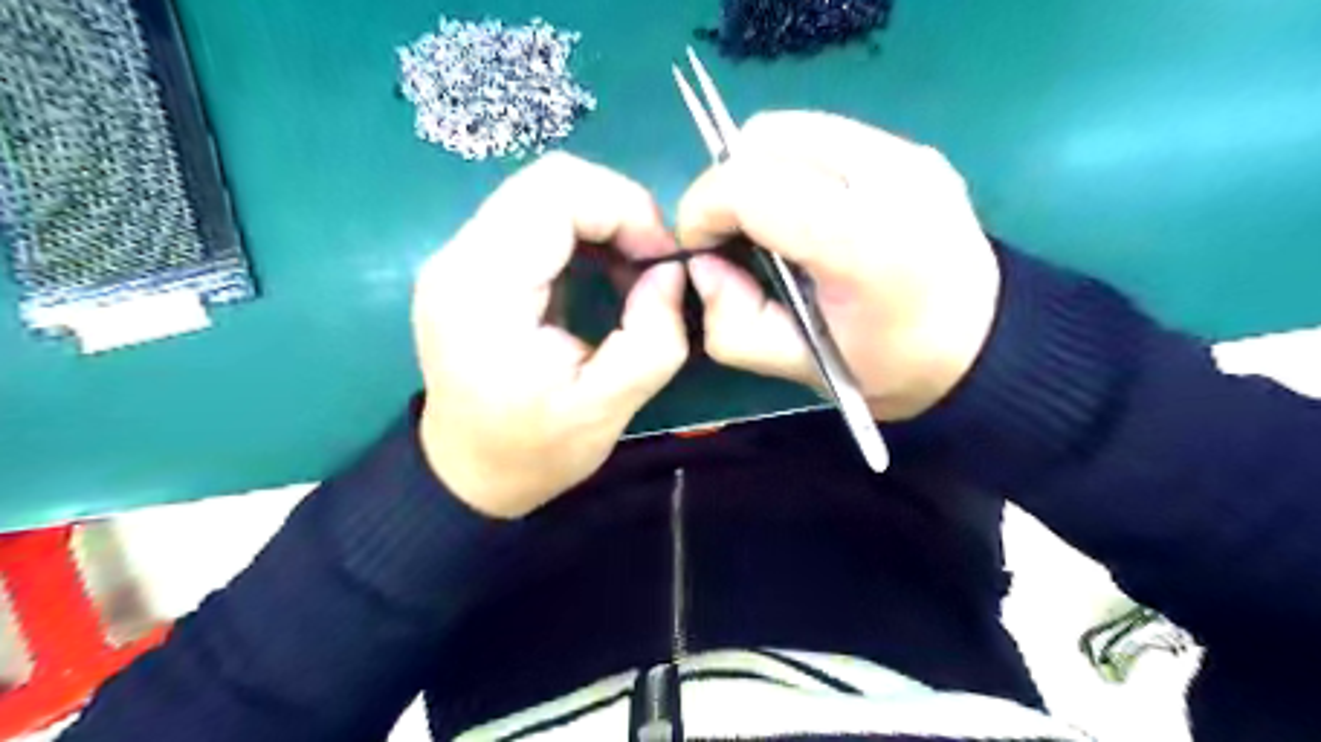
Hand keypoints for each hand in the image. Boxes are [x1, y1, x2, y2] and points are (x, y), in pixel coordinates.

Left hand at [415, 153, 691, 518]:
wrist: (466, 474)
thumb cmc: (532, 451)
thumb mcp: (606, 410)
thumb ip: (653, 339)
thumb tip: (670, 274)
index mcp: (485, 289)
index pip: (556, 191)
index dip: (625, 208)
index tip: (662, 261)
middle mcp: (460, 257)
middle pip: (549, 179)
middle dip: (618, 209)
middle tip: (651, 263)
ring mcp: (459, 256)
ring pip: (542, 192)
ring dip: (601, 219)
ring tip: (630, 271)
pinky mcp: (470, 265)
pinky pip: (533, 218)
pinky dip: (580, 232)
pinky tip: (600, 273)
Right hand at [681, 110, 1000, 421]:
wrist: (981, 346)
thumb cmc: (890, 368)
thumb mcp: (800, 366)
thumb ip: (734, 324)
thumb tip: (703, 266)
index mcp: (864, 244)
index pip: (751, 187)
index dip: (703, 209)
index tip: (701, 248)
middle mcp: (889, 178)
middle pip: (766, 138)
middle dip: (726, 184)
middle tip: (731, 234)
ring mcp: (905, 153)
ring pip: (789, 127)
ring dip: (755, 170)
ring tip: (765, 222)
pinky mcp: (910, 147)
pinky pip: (820, 135)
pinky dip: (789, 165)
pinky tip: (802, 209)